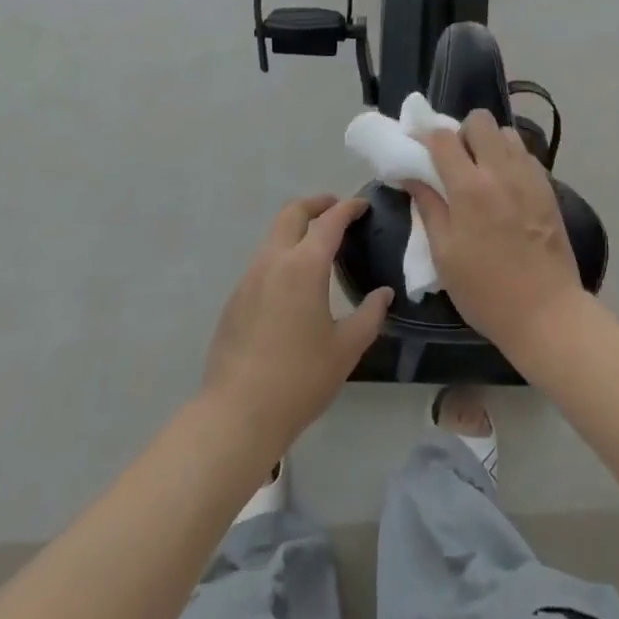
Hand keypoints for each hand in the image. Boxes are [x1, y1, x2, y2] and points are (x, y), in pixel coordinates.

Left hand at [202, 195, 391, 453]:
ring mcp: (248, 278)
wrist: (238, 413)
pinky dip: (282, 254)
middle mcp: (273, 261)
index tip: (363, 205)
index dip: (348, 208)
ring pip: (273, 235)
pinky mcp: (235, 299)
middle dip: (316, 204)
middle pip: (292, 213)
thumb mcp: (347, 348)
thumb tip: (384, 294)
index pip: (329, 221)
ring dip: (297, 229)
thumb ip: (370, 314)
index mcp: (304, 266)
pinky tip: (294, 283)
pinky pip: (262, 262)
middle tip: (338, 211)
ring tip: (319, 246)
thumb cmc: (300, 379)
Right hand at [410, 112, 585, 357]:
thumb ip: (428, 207)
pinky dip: (510, 159)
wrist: (546, 313)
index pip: (443, 138)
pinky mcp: (548, 188)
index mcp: (470, 188)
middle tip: (454, 162)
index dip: (425, 136)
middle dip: (462, 132)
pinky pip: (525, 155)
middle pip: (480, 120)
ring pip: (507, 132)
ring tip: (481, 172)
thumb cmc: (485, 291)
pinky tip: (504, 187)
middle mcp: (502, 172)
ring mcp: (530, 177)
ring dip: (489, 143)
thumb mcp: (444, 254)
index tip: (416, 147)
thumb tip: (411, 176)